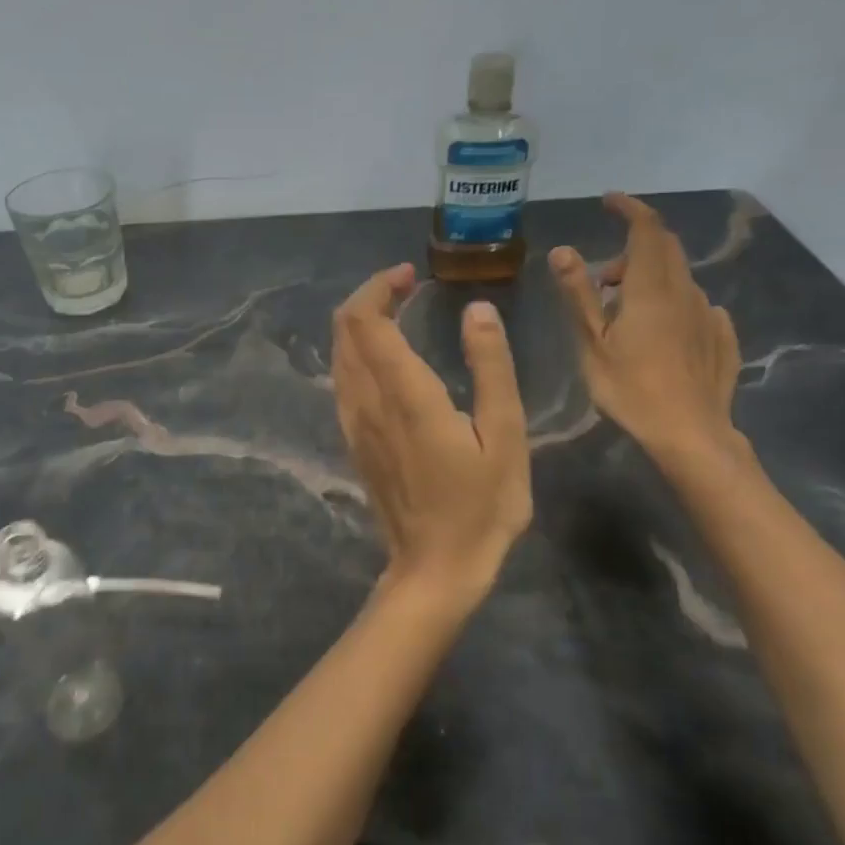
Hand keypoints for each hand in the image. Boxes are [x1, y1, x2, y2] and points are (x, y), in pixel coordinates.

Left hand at [332, 264, 531, 608]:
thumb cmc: (481, 505)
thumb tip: (476, 309)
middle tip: (406, 286)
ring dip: (361, 324)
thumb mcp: (505, 435)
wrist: (434, 568)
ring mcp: (354, 423)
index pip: (366, 321)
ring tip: (399, 312)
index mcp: (405, 395)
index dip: (379, 287)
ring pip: (339, 354)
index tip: (410, 275)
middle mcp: (367, 401)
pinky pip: (342, 379)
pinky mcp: (354, 440)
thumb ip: (490, 367)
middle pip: (344, 330)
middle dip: (368, 297)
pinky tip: (388, 357)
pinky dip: (357, 351)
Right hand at [550, 195, 744, 465]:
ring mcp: (708, 315)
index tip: (610, 200)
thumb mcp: (592, 343)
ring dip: (650, 279)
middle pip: (665, 249)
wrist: (690, 434)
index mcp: (652, 288)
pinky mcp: (721, 338)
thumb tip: (563, 250)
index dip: (629, 208)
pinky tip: (660, 331)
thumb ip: (578, 293)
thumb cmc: (631, 388)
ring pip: (678, 278)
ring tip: (623, 313)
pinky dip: (672, 303)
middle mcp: (686, 292)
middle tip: (603, 278)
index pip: (647, 229)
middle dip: (634, 248)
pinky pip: (695, 306)